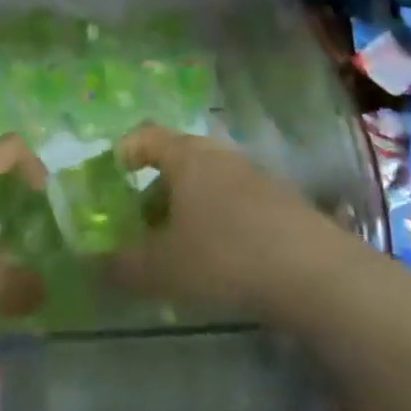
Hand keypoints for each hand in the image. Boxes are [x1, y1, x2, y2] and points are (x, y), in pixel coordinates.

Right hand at [109, 124, 339, 316]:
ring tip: (179, 246)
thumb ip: (122, 267)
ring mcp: (256, 177)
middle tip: (142, 223)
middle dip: (155, 190)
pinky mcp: (283, 202)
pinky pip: (237, 202)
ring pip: (209, 183)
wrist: (317, 274)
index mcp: (187, 158)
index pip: (147, 136)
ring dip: (188, 208)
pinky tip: (220, 259)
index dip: (126, 151)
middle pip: (178, 161)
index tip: (114, 175)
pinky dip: (219, 220)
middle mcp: (221, 157)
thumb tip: (93, 267)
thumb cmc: (226, 256)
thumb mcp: (163, 268)